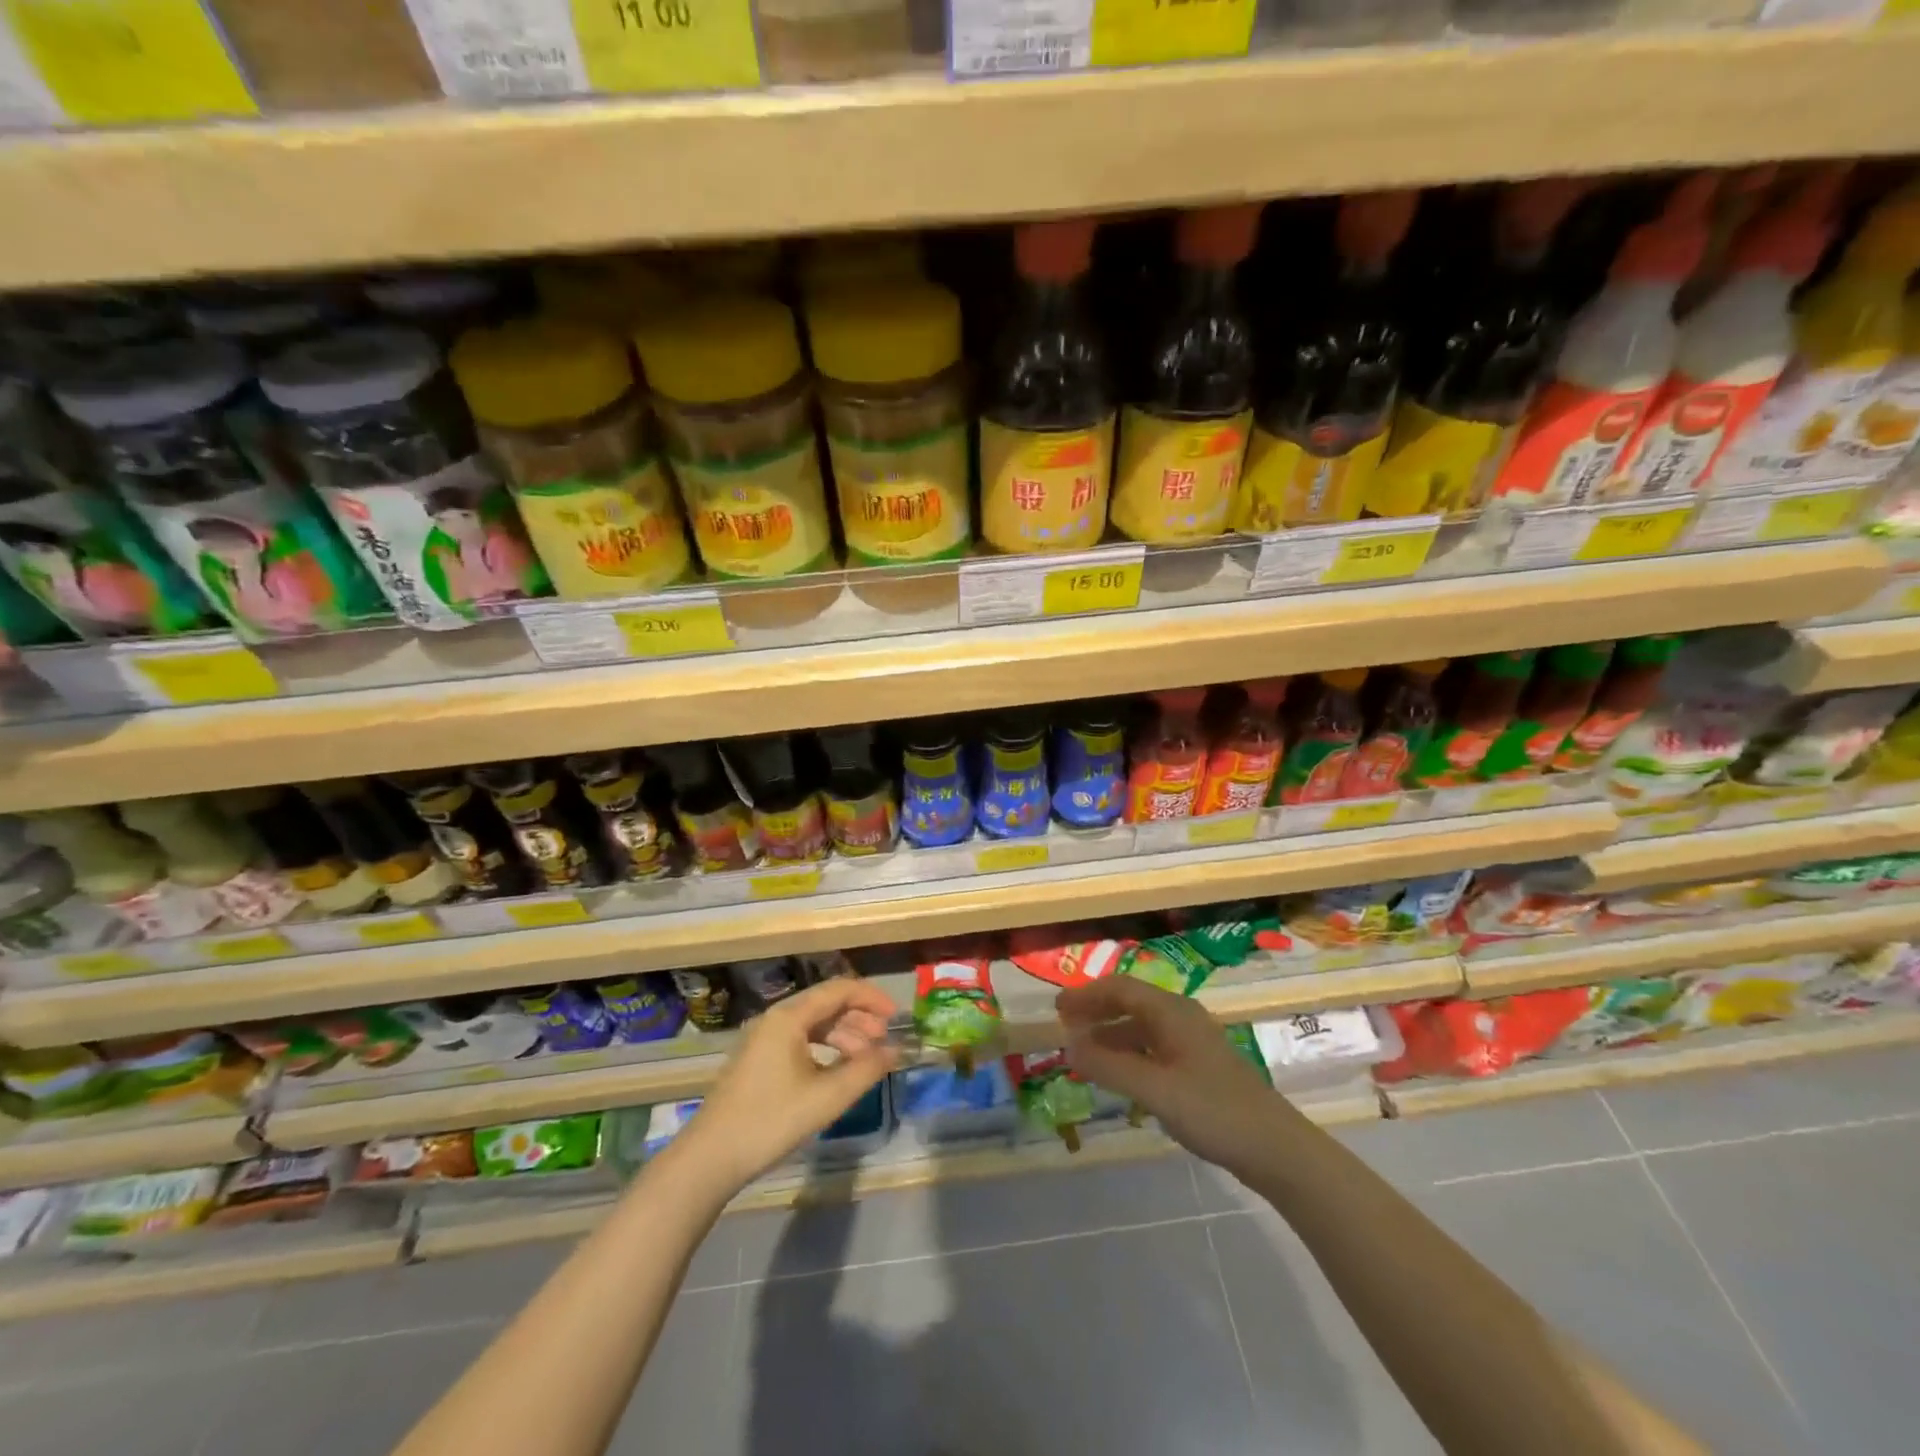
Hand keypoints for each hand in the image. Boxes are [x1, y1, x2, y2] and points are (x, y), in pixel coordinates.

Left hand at [681, 977, 900, 1189]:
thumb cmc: (771, 1121)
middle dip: (859, 1018)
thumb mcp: (827, 1098)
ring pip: (813, 1023)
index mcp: (789, 1017)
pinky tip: (836, 1070)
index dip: (871, 998)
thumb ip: (866, 1070)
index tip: (896, 1017)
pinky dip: (824, 1047)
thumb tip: (895, 1050)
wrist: (710, 1158)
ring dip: (843, 1034)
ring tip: (865, 1059)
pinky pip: (800, 1039)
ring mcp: (763, 1039)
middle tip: (884, 1041)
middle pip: (826, 1004)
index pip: (839, 989)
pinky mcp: (758, 1059)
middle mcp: (775, 1019)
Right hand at [1057, 976, 1280, 1176]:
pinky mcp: (1200, 1067)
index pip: (1120, 988)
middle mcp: (1181, 1017)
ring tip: (1085, 1054)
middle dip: (1096, 1012)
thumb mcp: (1154, 1089)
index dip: (1086, 995)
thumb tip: (1067, 1047)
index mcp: (1171, 1012)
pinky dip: (1129, 1054)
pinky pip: (1154, 1048)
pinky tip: (1120, 1075)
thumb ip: (1109, 1067)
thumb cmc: (1213, 1111)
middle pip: (1130, 1003)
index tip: (1057, 1009)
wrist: (1275, 1148)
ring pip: (1142, 1027)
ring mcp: (1193, 1042)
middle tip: (1065, 1028)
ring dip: (1111, 1035)